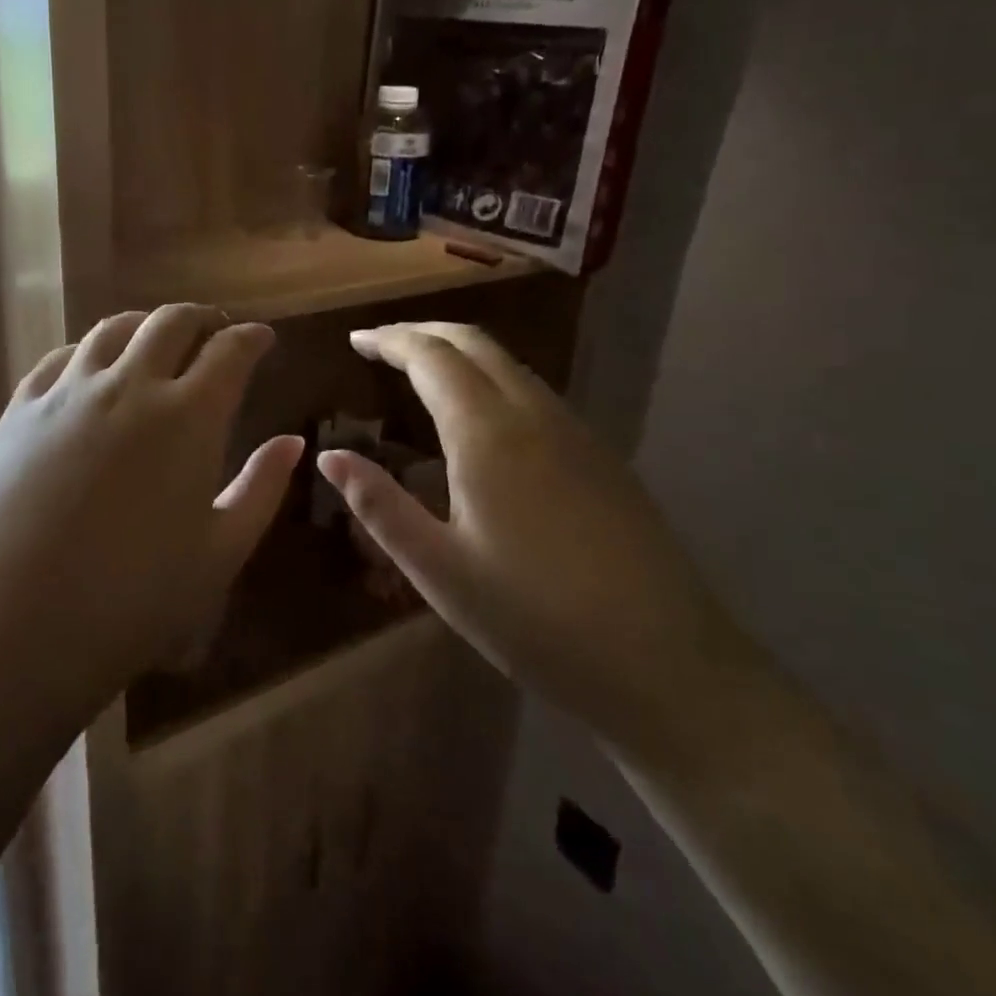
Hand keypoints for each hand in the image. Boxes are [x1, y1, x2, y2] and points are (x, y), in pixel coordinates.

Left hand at [0, 305, 303, 701]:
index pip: (230, 350)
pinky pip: (61, 357)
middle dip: (202, 318)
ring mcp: (67, 392)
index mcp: (188, 416)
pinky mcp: (20, 409)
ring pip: (113, 329)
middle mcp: (129, 385)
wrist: (12, 626)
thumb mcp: (220, 553)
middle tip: (214, 333)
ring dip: (145, 326)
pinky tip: (91, 370)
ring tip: (156, 342)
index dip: (252, 337)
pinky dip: (90, 351)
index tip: (262, 338)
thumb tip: (292, 442)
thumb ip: (262, 489)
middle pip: (171, 322)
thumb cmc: (133, 600)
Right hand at [317, 322, 752, 760]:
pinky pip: (535, 392)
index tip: (356, 339)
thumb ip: (379, 505)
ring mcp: (576, 433)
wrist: (666, 664)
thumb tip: (329, 455)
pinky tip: (481, 417)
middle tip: (382, 344)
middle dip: (423, 332)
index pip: (431, 356)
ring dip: (460, 352)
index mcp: (488, 434)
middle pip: (475, 343)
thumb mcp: (439, 569)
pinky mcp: (601, 457)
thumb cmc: (534, 620)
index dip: (390, 340)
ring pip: (509, 364)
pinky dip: (492, 379)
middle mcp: (534, 415)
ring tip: (422, 372)